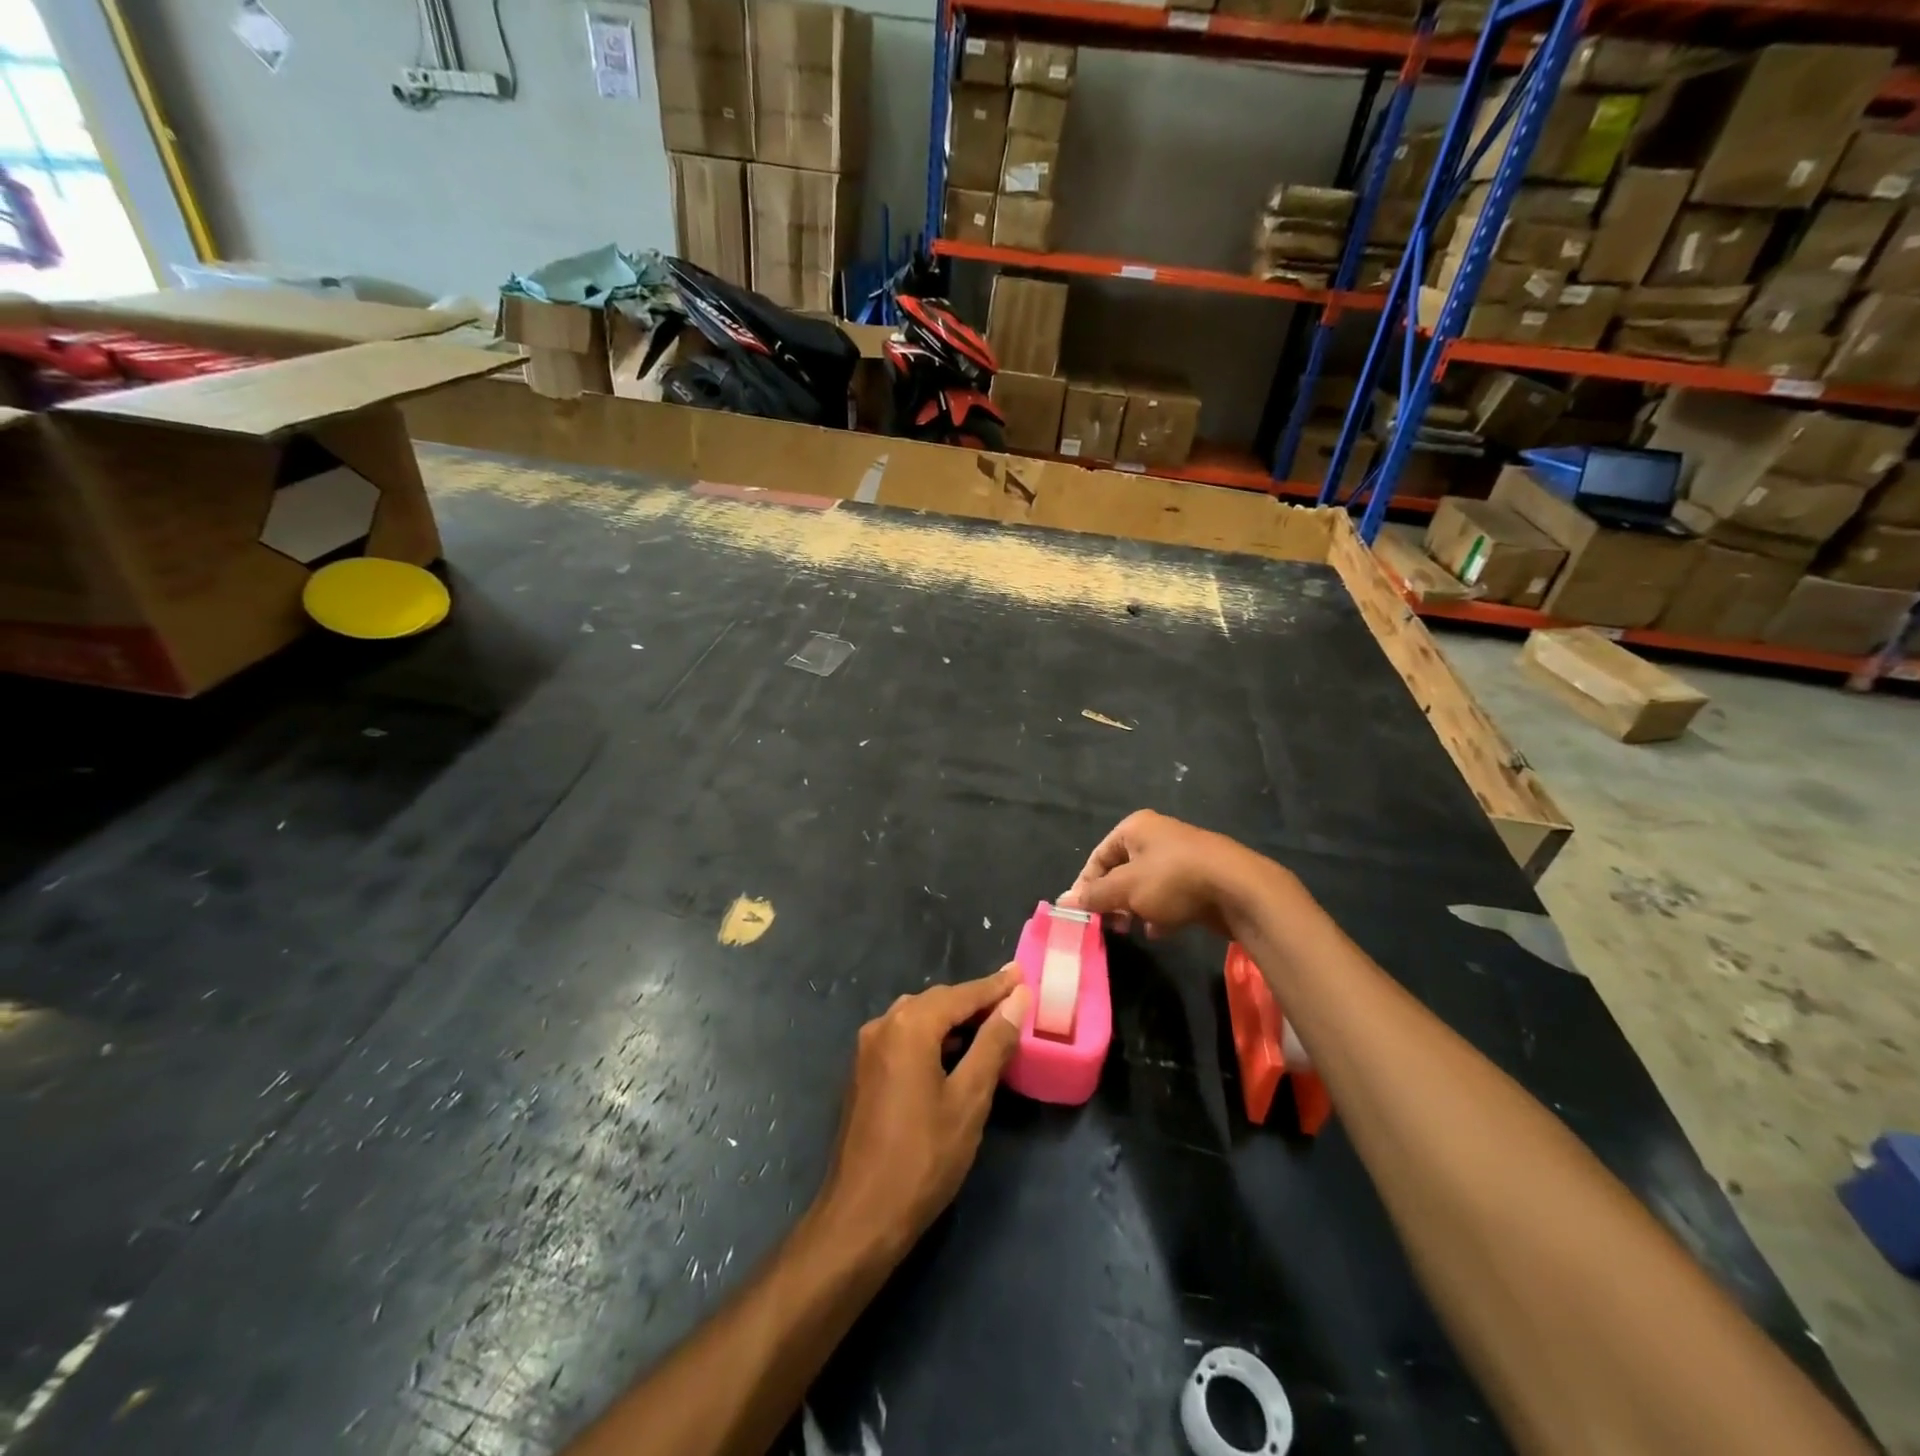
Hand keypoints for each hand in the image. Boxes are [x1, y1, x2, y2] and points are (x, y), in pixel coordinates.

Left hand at [818, 966, 1029, 1257]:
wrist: (860, 1217)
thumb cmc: (923, 1157)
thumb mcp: (969, 1100)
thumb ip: (993, 1044)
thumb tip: (1016, 1000)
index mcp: (909, 1026)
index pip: (961, 994)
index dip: (995, 986)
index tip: (1022, 974)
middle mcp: (883, 1025)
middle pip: (937, 1001)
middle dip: (975, 1000)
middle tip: (1013, 1000)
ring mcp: (868, 1049)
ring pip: (919, 1018)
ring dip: (954, 1019)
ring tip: (991, 1024)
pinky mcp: (863, 1072)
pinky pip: (904, 1038)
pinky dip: (933, 1037)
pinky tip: (955, 1053)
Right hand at [1058, 810, 1276, 937]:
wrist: (1239, 889)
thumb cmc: (1174, 880)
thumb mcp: (1126, 888)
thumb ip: (1094, 895)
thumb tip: (1062, 902)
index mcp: (1135, 827)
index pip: (1098, 857)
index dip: (1086, 885)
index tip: (1081, 914)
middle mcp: (1156, 836)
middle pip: (1121, 871)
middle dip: (1112, 900)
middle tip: (1108, 924)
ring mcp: (1180, 857)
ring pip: (1145, 886)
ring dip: (1135, 908)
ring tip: (1131, 929)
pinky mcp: (1199, 879)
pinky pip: (1169, 895)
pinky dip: (1160, 912)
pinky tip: (1159, 931)